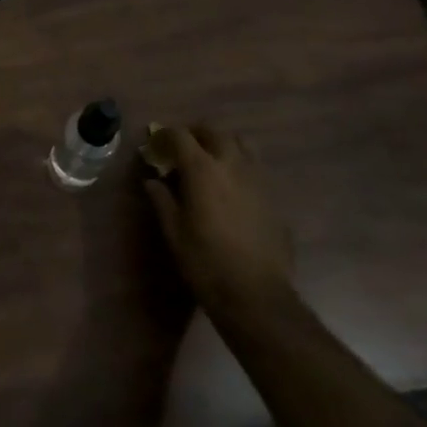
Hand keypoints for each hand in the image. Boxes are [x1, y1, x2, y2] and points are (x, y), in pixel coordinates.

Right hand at [140, 123, 295, 325]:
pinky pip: (255, 166)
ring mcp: (258, 178)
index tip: (154, 144)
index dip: (164, 135)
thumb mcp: (174, 232)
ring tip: (210, 159)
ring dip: (222, 143)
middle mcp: (232, 164)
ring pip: (241, 143)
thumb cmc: (206, 262)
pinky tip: (231, 187)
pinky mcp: (273, 196)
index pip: (180, 135)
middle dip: (195, 133)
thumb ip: (162, 200)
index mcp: (203, 169)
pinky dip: (239, 164)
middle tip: (181, 147)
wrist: (256, 295)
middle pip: (214, 131)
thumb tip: (152, 181)